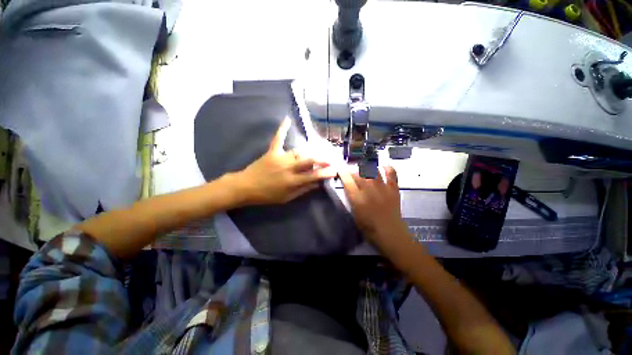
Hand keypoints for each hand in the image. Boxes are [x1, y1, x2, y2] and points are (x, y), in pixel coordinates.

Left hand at [234, 118, 336, 205]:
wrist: (246, 187)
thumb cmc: (267, 195)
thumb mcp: (286, 198)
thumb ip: (302, 190)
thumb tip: (317, 184)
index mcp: (292, 181)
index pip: (313, 175)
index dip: (325, 172)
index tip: (335, 170)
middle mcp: (288, 168)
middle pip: (309, 160)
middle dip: (322, 159)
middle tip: (331, 158)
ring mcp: (280, 157)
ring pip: (299, 151)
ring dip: (311, 151)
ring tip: (320, 150)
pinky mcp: (272, 152)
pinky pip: (278, 139)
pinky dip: (282, 129)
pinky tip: (287, 119)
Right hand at [339, 166, 406, 242]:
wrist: (390, 234)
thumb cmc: (369, 228)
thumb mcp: (355, 215)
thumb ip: (352, 200)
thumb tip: (350, 188)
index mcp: (358, 199)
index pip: (347, 181)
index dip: (343, 173)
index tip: (340, 169)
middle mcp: (369, 190)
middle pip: (358, 174)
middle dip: (352, 170)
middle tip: (350, 170)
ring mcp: (382, 188)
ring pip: (373, 171)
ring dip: (367, 167)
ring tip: (364, 166)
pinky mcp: (393, 189)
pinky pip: (391, 174)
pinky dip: (388, 168)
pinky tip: (384, 166)